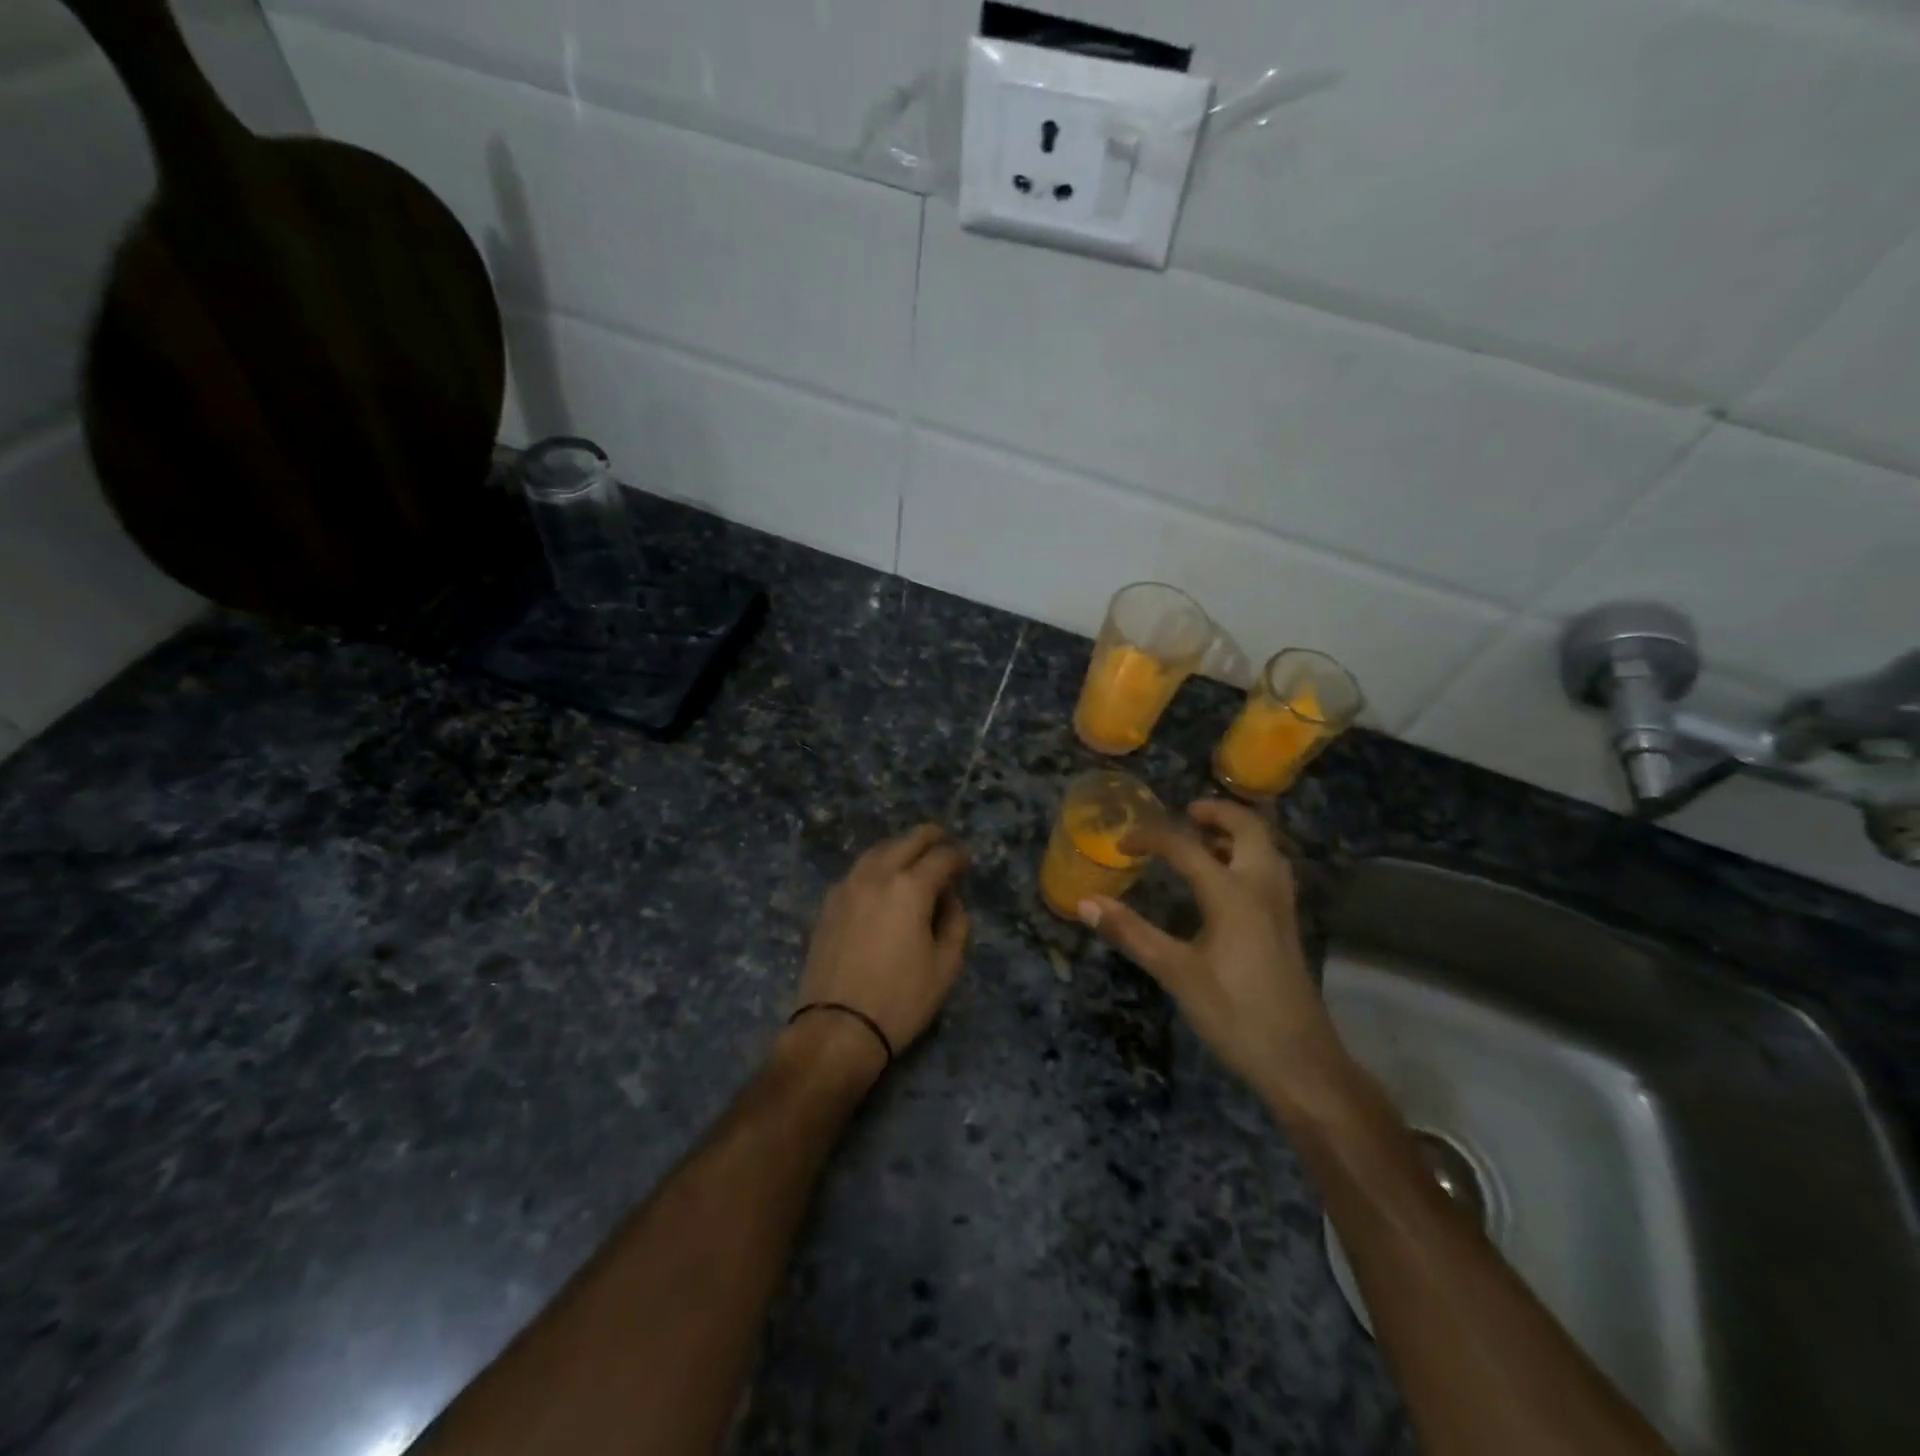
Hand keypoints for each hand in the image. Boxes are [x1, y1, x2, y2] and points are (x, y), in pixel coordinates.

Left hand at [794, 825, 970, 1064]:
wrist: (837, 1029)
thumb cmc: (900, 1000)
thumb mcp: (945, 968)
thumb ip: (956, 924)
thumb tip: (949, 900)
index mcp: (910, 888)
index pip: (941, 857)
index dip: (958, 857)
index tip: (966, 863)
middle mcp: (876, 876)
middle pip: (906, 841)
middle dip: (930, 837)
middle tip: (944, 841)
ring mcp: (847, 887)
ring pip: (877, 850)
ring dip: (899, 847)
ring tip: (913, 856)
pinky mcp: (828, 904)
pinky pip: (857, 871)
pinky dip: (875, 865)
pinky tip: (882, 881)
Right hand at [1079, 801, 1349, 1105]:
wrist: (1301, 1062)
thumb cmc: (1235, 1014)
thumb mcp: (1176, 973)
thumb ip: (1132, 933)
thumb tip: (1086, 903)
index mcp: (1232, 893)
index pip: (1186, 847)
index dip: (1151, 838)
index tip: (1123, 843)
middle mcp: (1262, 887)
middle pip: (1248, 828)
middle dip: (1216, 812)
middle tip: (1185, 813)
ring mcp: (1281, 906)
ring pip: (1265, 847)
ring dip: (1236, 832)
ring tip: (1204, 838)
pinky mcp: (1286, 924)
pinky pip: (1270, 869)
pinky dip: (1248, 855)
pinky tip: (1226, 880)